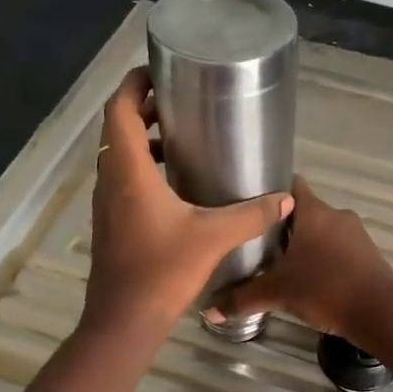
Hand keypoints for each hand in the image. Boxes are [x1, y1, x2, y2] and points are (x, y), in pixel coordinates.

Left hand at [84, 68, 293, 337]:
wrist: (124, 319)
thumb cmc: (162, 269)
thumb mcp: (213, 237)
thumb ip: (251, 214)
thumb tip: (286, 198)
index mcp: (128, 170)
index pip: (119, 109)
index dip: (134, 84)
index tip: (160, 72)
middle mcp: (111, 179)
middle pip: (118, 127)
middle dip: (144, 107)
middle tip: (180, 99)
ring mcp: (107, 202)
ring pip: (119, 154)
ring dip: (144, 138)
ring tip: (182, 135)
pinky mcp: (112, 221)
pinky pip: (123, 177)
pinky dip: (144, 165)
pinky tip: (177, 182)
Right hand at [208, 176, 392, 340]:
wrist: (381, 313)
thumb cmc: (326, 289)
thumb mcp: (278, 293)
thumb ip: (243, 298)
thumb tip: (208, 310)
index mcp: (314, 212)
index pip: (290, 186)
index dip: (270, 191)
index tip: (250, 203)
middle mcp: (337, 215)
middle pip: (304, 212)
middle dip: (283, 225)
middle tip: (257, 241)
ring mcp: (357, 233)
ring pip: (323, 231)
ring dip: (306, 243)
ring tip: (281, 262)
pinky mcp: (369, 253)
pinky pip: (340, 248)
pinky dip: (325, 257)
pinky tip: (311, 277)